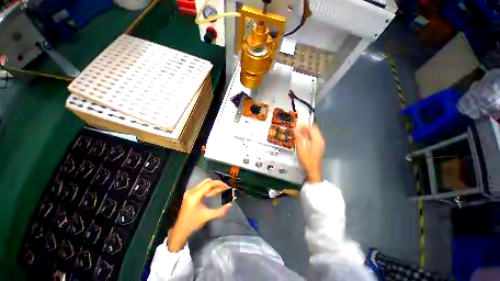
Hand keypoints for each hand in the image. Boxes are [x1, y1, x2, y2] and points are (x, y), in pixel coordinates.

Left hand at [167, 179, 231, 251]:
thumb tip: (230, 204)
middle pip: (207, 182)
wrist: (180, 230)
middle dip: (217, 184)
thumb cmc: (193, 223)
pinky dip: (208, 189)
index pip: (209, 184)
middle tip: (225, 187)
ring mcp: (190, 192)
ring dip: (213, 186)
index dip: (219, 183)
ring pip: (204, 184)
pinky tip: (214, 193)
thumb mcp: (208, 216)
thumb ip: (220, 211)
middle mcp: (192, 191)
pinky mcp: (189, 194)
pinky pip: (201, 187)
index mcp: (195, 196)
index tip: (226, 186)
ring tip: (221, 189)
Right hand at [294, 123, 324, 183]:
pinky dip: (306, 137)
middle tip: (295, 127)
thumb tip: (295, 128)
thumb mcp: (301, 148)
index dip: (304, 124)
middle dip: (304, 128)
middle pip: (313, 130)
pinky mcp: (317, 148)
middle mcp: (320, 140)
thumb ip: (299, 137)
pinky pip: (312, 139)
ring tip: (297, 132)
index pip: (311, 127)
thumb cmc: (307, 160)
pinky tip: (301, 139)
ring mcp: (319, 144)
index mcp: (317, 139)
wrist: (313, 171)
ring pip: (312, 134)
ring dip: (305, 132)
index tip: (296, 123)